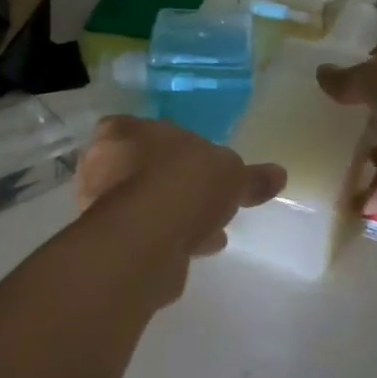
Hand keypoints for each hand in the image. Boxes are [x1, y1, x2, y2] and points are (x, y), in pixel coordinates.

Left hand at [77, 117, 285, 257]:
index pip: (141, 129)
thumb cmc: (183, 183)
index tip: (197, 164)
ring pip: (144, 205)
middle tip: (206, 199)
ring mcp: (99, 205)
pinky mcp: (108, 242)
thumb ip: (250, 176)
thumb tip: (277, 175)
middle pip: (143, 170)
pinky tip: (198, 248)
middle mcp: (100, 163)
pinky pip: (145, 235)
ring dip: (174, 215)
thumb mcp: (231, 172)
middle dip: (175, 185)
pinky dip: (169, 239)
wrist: (147, 238)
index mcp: (121, 130)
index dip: (171, 145)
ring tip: (210, 231)